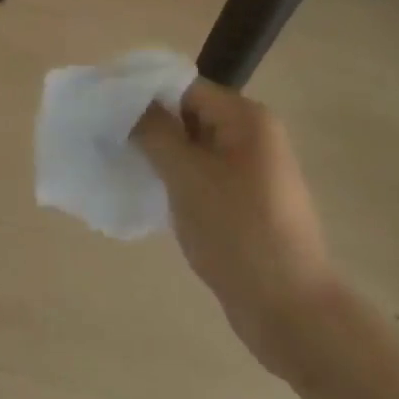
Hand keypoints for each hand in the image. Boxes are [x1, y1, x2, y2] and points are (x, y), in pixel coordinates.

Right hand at [134, 80, 340, 378]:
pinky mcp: (248, 202)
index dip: (146, 95)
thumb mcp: (186, 176)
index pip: (186, 87)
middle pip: (191, 115)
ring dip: (164, 157)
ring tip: (126, 168)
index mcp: (246, 117)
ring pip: (196, 149)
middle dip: (153, 128)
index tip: (108, 111)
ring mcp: (254, 171)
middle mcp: (254, 135)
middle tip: (112, 142)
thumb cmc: (236, 232)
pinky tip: (154, 197)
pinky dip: (180, 181)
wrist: (290, 310)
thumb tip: (130, 103)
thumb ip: (154, 131)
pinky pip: (206, 176)